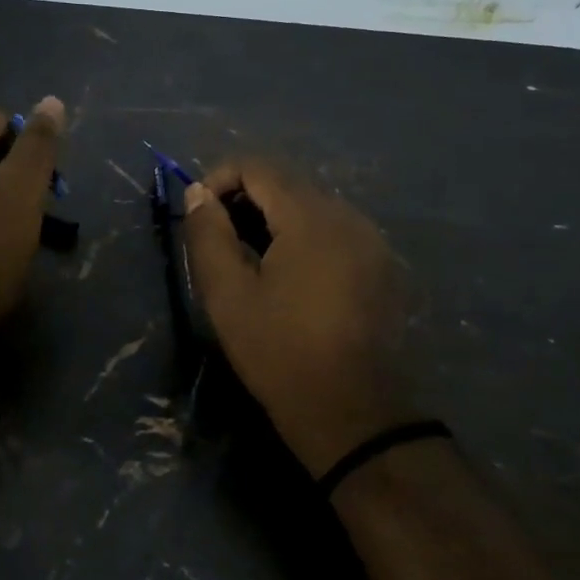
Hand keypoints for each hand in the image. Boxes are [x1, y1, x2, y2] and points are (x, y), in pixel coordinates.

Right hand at [183, 160, 416, 477]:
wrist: (352, 412)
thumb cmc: (280, 352)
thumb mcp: (228, 295)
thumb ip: (208, 235)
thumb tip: (198, 192)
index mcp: (311, 217)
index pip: (258, 167)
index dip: (219, 179)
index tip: (199, 216)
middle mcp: (348, 216)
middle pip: (287, 184)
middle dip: (245, 201)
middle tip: (219, 243)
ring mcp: (371, 241)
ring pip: (312, 208)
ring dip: (274, 221)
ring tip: (250, 263)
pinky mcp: (381, 266)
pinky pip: (334, 232)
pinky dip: (303, 239)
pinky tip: (290, 279)